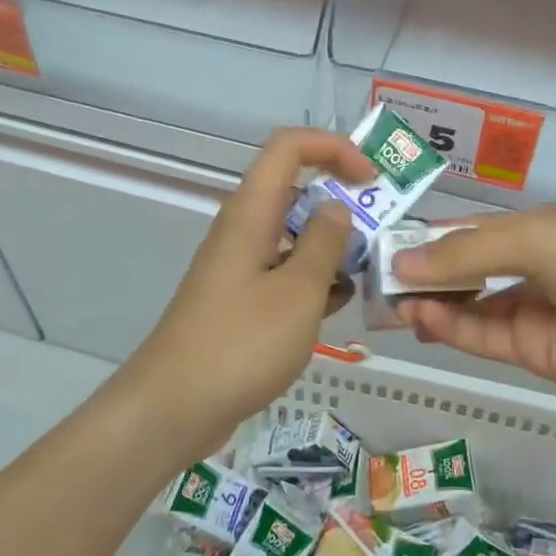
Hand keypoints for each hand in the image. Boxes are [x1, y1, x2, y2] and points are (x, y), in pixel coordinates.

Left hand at [126, 129, 371, 460]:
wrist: (174, 408)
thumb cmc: (240, 344)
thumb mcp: (297, 292)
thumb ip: (324, 244)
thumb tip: (337, 208)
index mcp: (251, 212)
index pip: (289, 147)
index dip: (333, 148)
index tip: (370, 178)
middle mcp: (243, 230)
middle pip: (295, 189)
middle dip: (341, 200)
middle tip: (381, 230)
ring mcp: (240, 266)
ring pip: (293, 235)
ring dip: (331, 244)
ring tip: (367, 270)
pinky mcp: (241, 300)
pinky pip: (284, 272)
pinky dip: (313, 279)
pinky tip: (339, 304)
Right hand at [392, 206, 555, 415]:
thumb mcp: (538, 240)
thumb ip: (469, 252)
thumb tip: (403, 263)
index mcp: (537, 229)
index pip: (471, 231)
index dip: (430, 238)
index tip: (385, 245)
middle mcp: (530, 268)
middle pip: (465, 270)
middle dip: (424, 273)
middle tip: (377, 280)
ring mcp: (531, 312)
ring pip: (468, 306)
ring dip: (431, 303)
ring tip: (392, 303)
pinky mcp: (533, 352)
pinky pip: (483, 337)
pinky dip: (451, 328)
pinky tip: (421, 318)